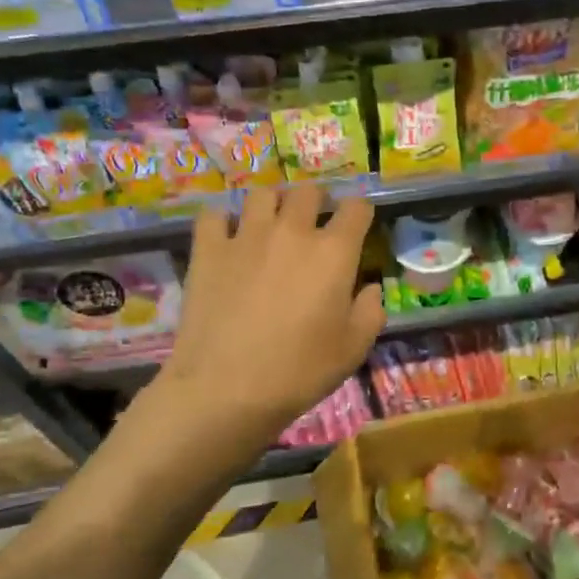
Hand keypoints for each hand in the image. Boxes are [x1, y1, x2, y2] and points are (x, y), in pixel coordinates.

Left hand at [128, 186, 383, 467]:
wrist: (226, 388)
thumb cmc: (299, 371)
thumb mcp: (354, 349)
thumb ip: (371, 311)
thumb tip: (370, 288)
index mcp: (334, 253)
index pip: (356, 208)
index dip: (360, 213)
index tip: (357, 227)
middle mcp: (292, 231)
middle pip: (308, 191)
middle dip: (316, 201)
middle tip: (313, 224)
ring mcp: (246, 236)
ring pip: (262, 193)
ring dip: (272, 204)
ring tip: (270, 224)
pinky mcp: (208, 249)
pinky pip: (214, 215)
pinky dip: (222, 221)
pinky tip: (227, 239)